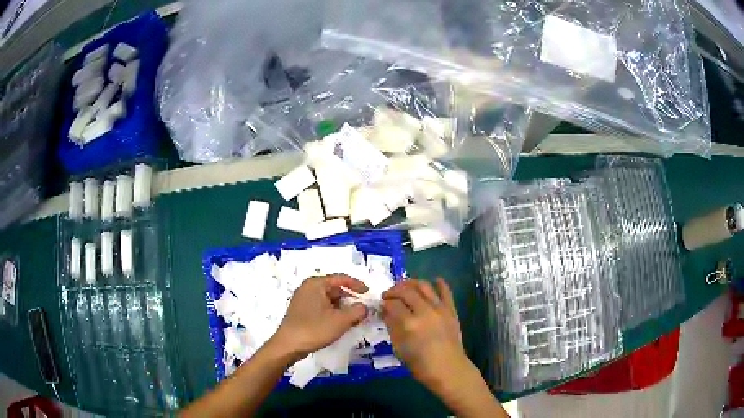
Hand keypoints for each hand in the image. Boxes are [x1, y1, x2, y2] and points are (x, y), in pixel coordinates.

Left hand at [272, 275, 367, 358]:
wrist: (289, 345)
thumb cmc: (314, 329)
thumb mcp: (341, 320)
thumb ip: (357, 311)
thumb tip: (365, 307)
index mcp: (316, 283)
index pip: (341, 278)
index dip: (357, 285)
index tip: (369, 293)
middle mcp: (308, 287)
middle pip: (335, 289)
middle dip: (350, 299)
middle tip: (362, 310)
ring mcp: (303, 299)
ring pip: (329, 299)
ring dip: (342, 308)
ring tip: (353, 319)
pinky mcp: (301, 311)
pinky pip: (322, 307)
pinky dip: (332, 313)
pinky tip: (339, 324)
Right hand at [381, 278, 471, 390]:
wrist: (449, 370)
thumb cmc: (421, 364)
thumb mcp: (400, 348)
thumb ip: (392, 327)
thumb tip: (386, 312)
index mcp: (410, 323)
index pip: (392, 304)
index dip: (384, 303)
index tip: (380, 305)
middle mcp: (425, 311)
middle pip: (406, 291)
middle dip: (394, 290)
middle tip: (388, 295)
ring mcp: (440, 309)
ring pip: (424, 286)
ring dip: (412, 283)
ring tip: (404, 287)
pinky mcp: (451, 310)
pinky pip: (446, 292)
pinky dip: (440, 284)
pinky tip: (435, 280)